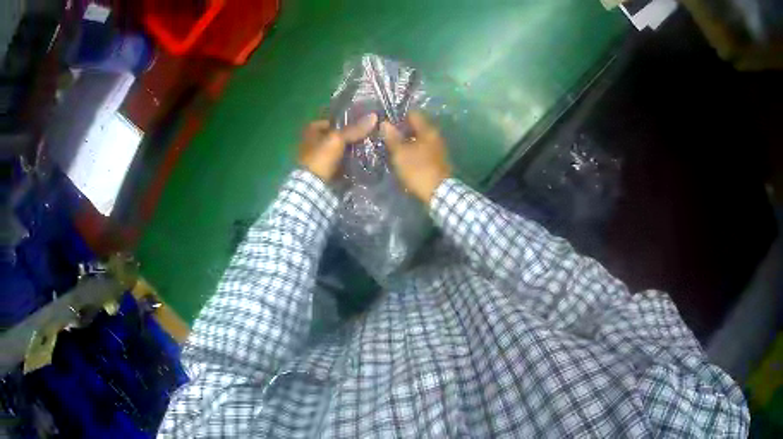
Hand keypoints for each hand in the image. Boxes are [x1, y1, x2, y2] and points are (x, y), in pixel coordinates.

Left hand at [299, 114, 377, 181]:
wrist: (312, 186)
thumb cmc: (321, 157)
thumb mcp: (338, 139)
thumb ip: (355, 129)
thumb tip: (374, 116)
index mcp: (311, 130)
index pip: (332, 121)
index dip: (347, 122)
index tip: (362, 125)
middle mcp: (312, 142)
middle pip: (336, 137)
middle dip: (350, 138)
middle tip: (368, 138)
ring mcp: (317, 158)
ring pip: (338, 151)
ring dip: (350, 152)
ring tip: (368, 150)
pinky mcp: (322, 171)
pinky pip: (338, 164)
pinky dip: (347, 164)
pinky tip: (360, 163)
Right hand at [381, 112, 450, 202]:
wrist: (439, 192)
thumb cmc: (418, 169)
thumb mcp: (401, 153)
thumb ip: (392, 137)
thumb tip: (385, 123)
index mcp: (428, 130)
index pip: (413, 114)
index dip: (399, 116)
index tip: (386, 122)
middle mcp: (435, 136)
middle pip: (416, 127)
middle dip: (402, 130)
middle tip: (386, 136)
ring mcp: (438, 149)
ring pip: (419, 139)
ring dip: (407, 142)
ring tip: (392, 148)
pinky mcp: (437, 161)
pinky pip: (422, 150)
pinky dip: (413, 151)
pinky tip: (404, 158)